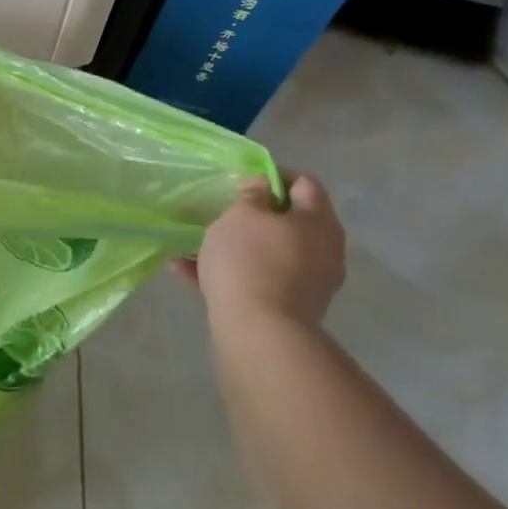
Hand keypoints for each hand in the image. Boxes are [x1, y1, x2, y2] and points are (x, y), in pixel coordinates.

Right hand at [176, 173, 346, 329]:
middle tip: (221, 212)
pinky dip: (227, 273)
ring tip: (192, 245)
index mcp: (318, 222)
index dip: (273, 175)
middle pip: (287, 222)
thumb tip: (263, 187)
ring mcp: (306, 283)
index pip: (304, 184)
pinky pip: (255, 280)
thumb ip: (252, 194)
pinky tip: (185, 271)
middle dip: (251, 216)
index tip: (242, 179)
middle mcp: (322, 251)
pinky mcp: (286, 308)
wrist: (258, 332)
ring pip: (266, 253)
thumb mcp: (242, 214)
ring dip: (233, 246)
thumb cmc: (250, 260)